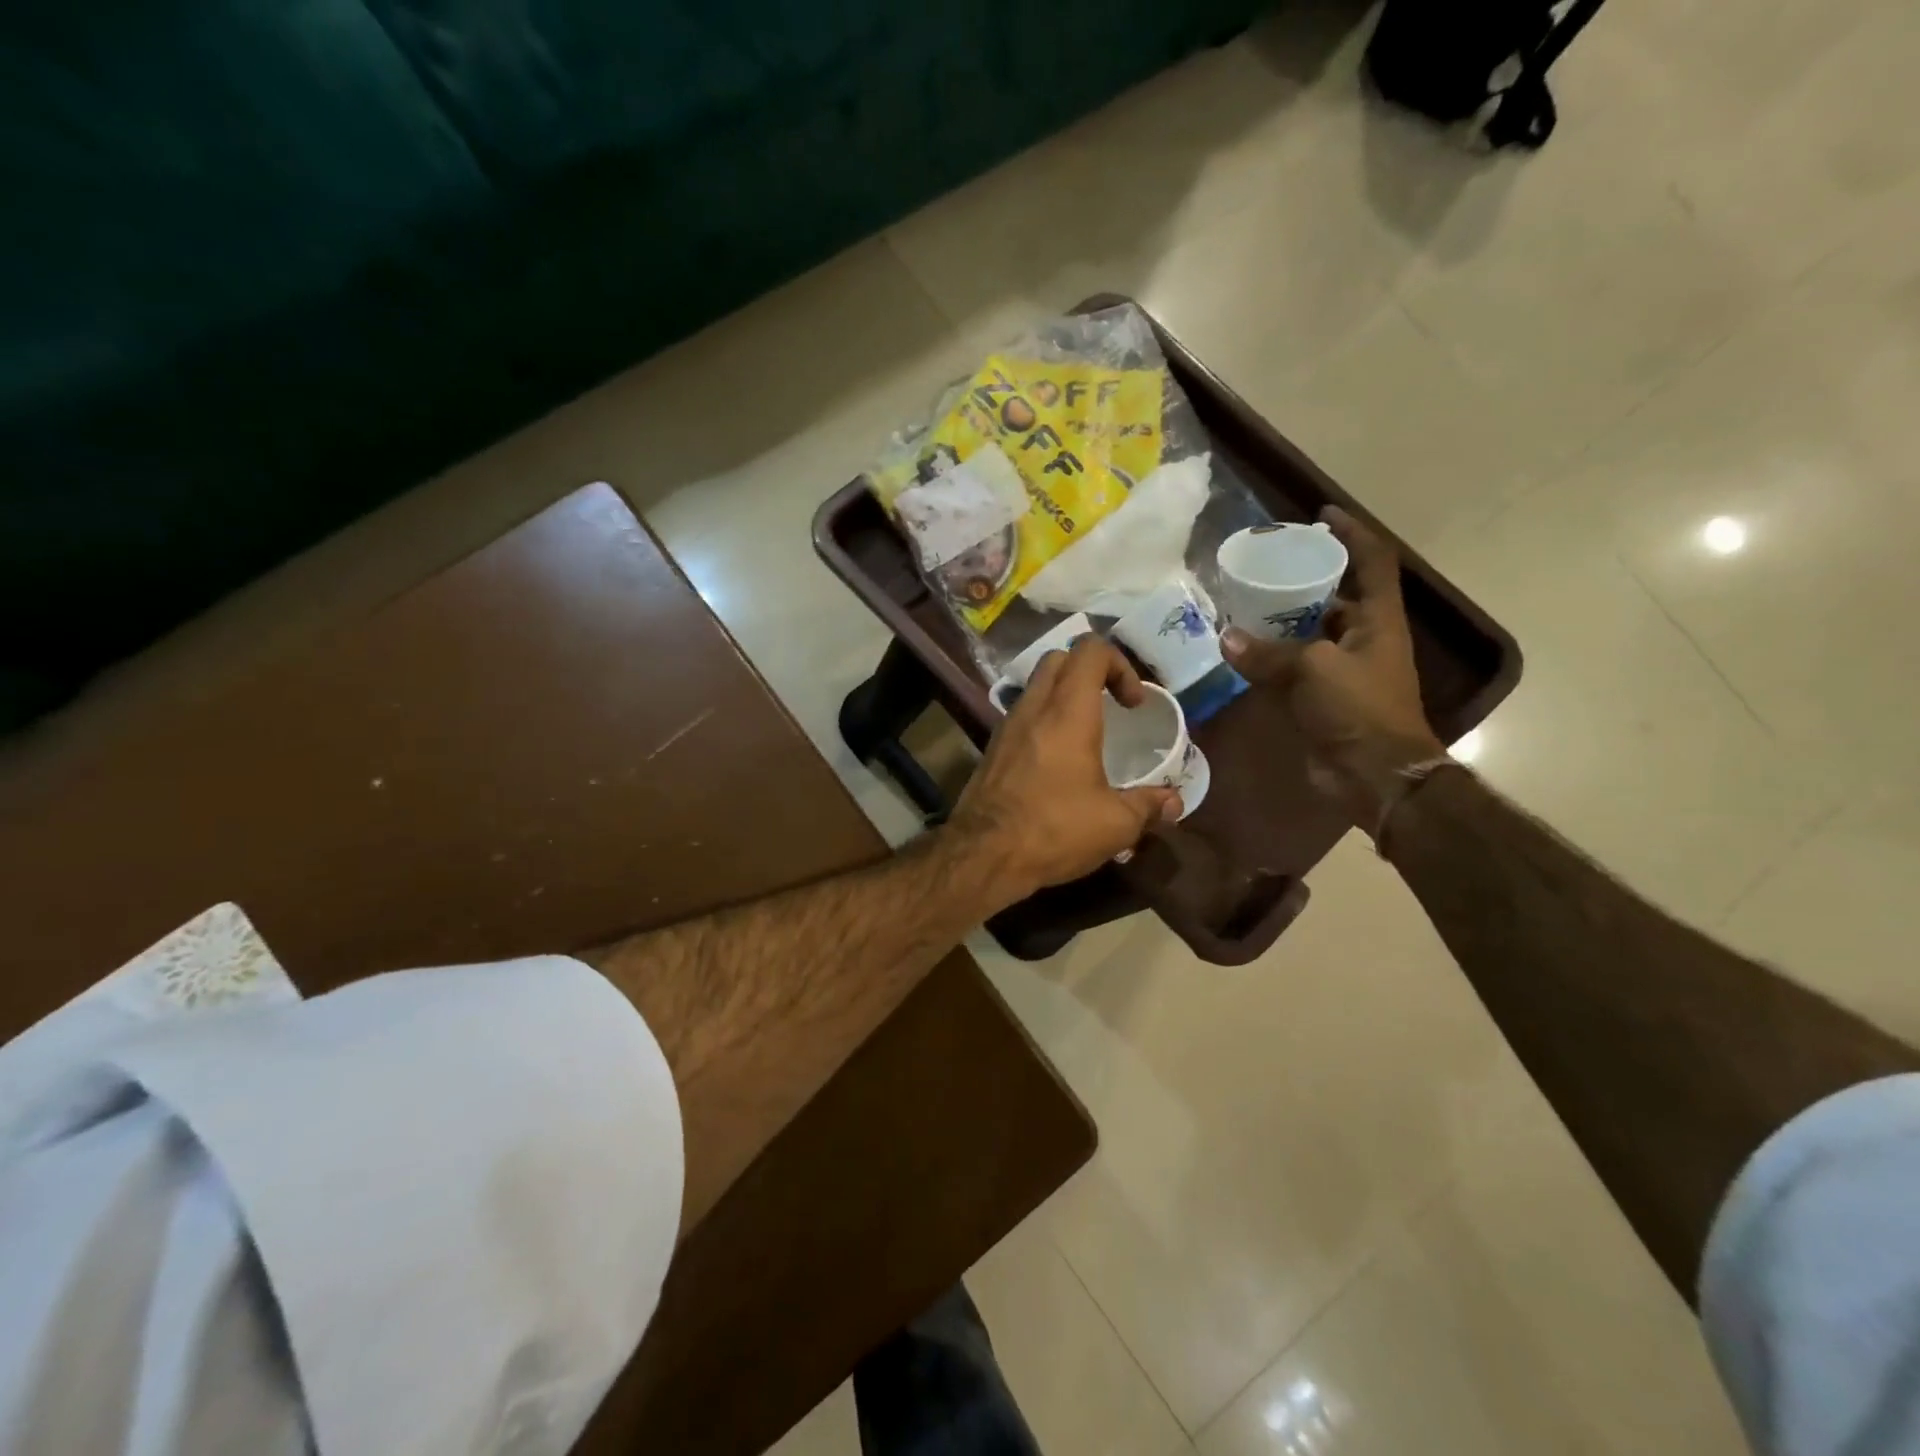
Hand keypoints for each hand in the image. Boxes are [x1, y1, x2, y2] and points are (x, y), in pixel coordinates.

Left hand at [948, 636, 1181, 901]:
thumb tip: (1173, 802)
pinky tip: (1057, 762)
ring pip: (1036, 687)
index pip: (1090, 650)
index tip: (1133, 704)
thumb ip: (1148, 806)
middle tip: (1111, 707)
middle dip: (1090, 672)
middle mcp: (1033, 708)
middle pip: (1059, 659)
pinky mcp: (991, 750)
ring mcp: (1006, 727)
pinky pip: (1021, 716)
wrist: (983, 855)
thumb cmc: (1054, 830)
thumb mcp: (1115, 824)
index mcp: (1067, 712)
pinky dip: (1043, 721)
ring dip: (1064, 697)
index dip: (1120, 665)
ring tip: (1087, 736)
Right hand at [1220, 507, 1445, 834]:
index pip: (1372, 561)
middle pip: (1336, 595)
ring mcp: (1342, 669)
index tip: (1320, 516)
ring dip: (1282, 619)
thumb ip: (1268, 653)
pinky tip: (1241, 649)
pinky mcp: (1323, 698)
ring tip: (1244, 601)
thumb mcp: (1312, 670)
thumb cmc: (1357, 709)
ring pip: (1310, 632)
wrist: (1374, 775)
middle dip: (1305, 577)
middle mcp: (1363, 638)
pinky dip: (1270, 657)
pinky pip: (1293, 667)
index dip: (1352, 533)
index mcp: (1377, 620)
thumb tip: (1226, 639)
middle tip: (1266, 563)